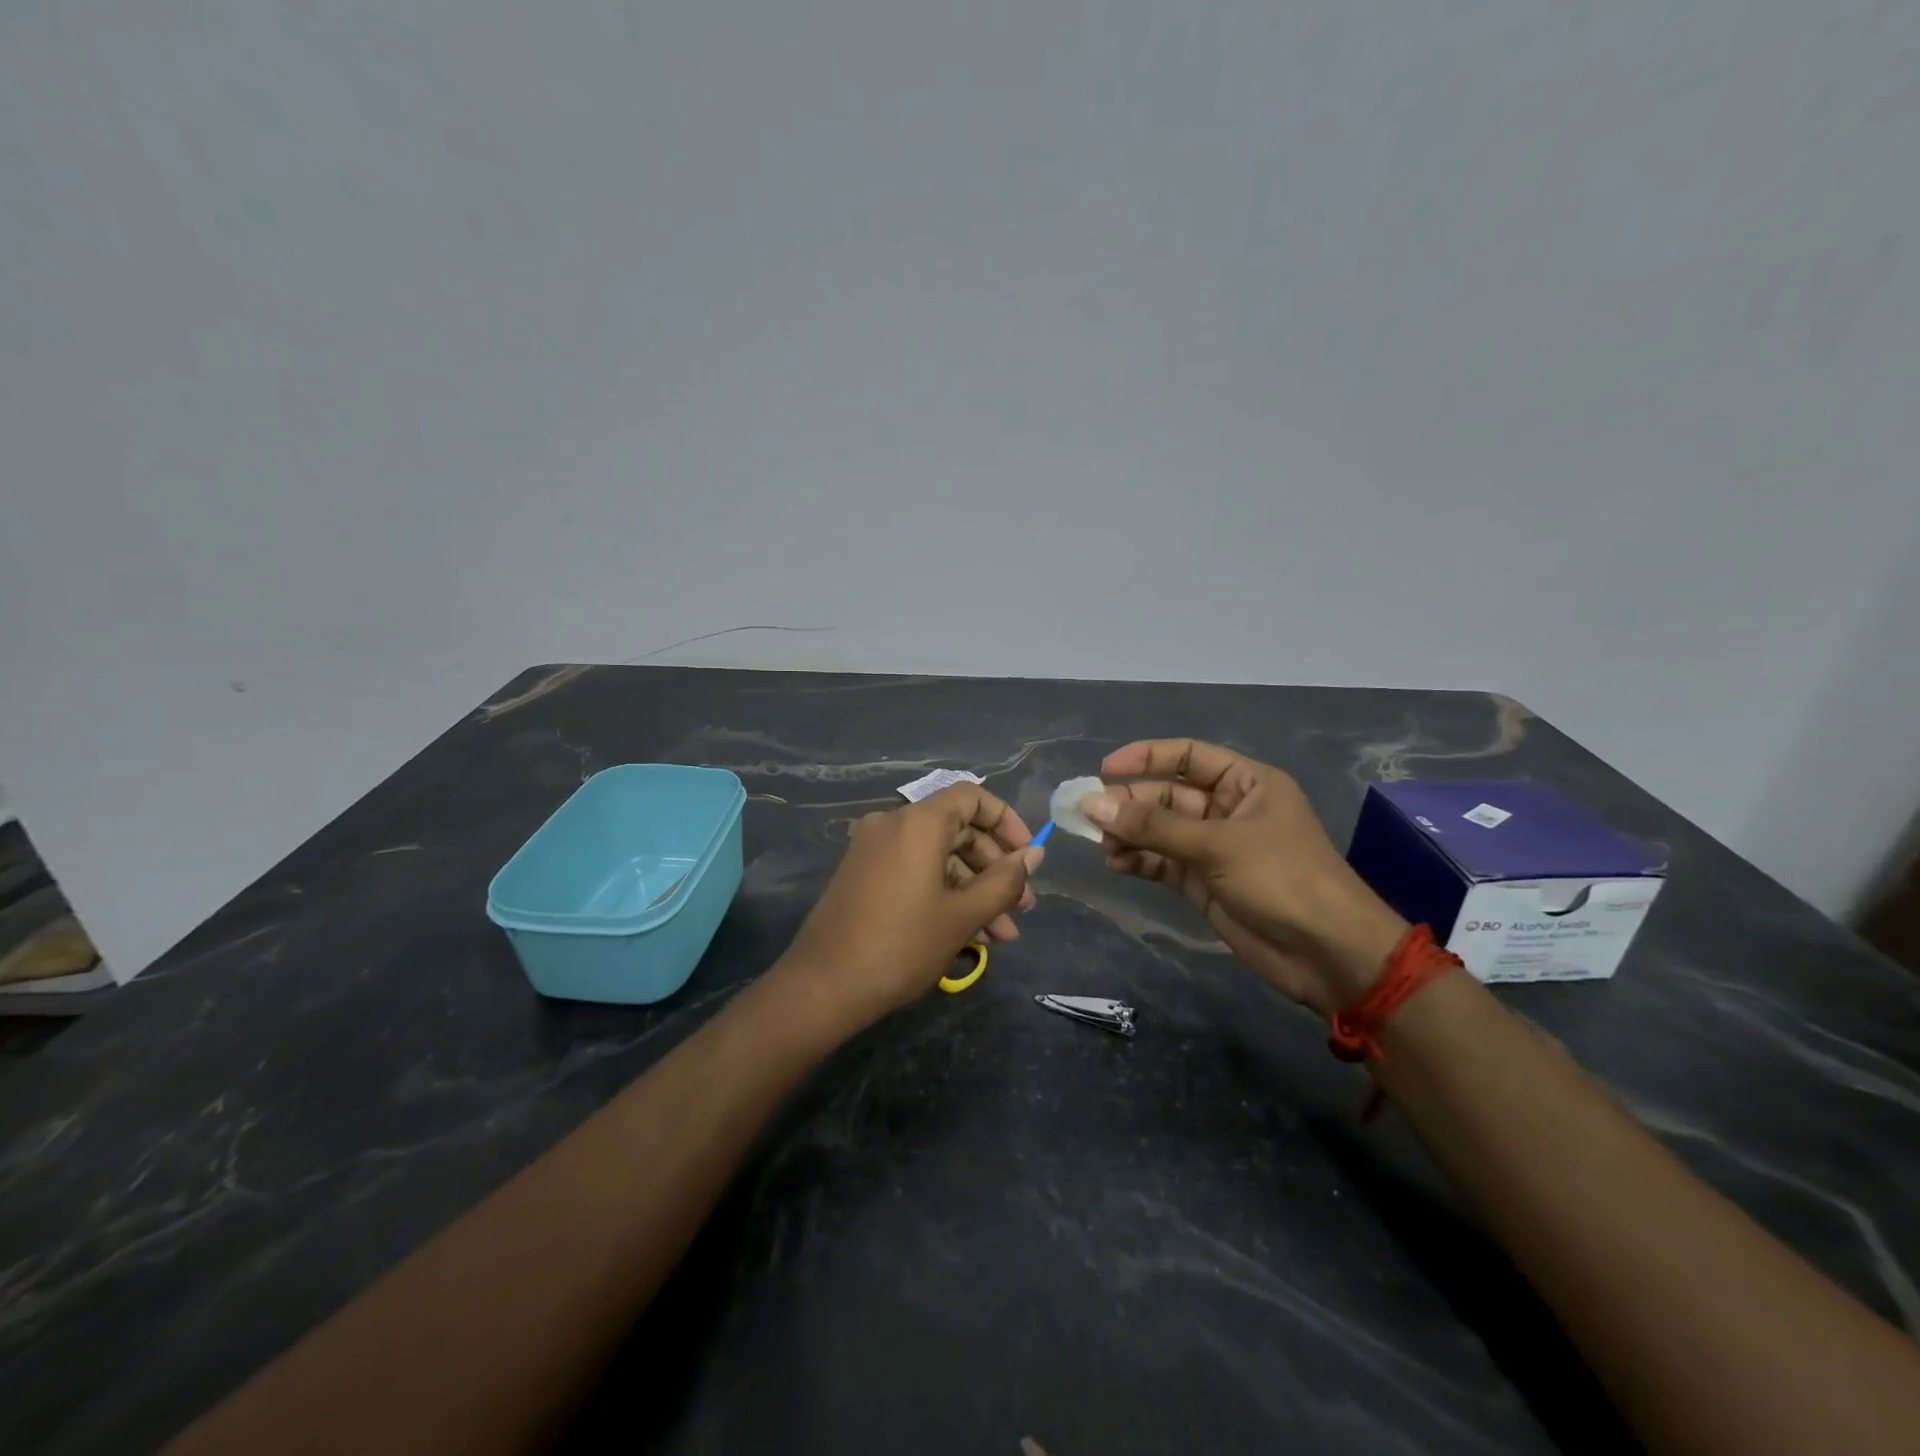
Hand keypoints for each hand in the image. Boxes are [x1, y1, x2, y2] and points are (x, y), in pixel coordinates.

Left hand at [780, 783, 1043, 1029]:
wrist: (824, 987)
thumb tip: (1034, 854)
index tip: (1027, 857)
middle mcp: (893, 824)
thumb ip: (1004, 881)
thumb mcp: (963, 915)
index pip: (972, 797)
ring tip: (1002, 936)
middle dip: (994, 869)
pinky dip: (944, 895)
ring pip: (938, 858)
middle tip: (1022, 908)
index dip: (1007, 822)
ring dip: (973, 891)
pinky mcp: (864, 876)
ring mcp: (874, 850)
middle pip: (958, 830)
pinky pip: (915, 872)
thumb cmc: (901, 944)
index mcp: (917, 822)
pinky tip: (968, 936)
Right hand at [1083, 739, 1404, 1014]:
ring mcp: (1214, 848)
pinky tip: (1115, 863)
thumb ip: (1153, 826)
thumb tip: (1093, 804)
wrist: (1327, 953)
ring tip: (1100, 844)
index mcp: (1246, 783)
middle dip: (1129, 803)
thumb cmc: (1281, 879)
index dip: (1146, 757)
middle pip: (1167, 795)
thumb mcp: (1216, 845)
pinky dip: (1137, 860)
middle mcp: (1227, 810)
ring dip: (1129, 834)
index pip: (1188, 756)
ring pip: (1159, 830)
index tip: (1105, 768)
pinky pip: (1161, 862)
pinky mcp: (1203, 883)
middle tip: (1088, 814)